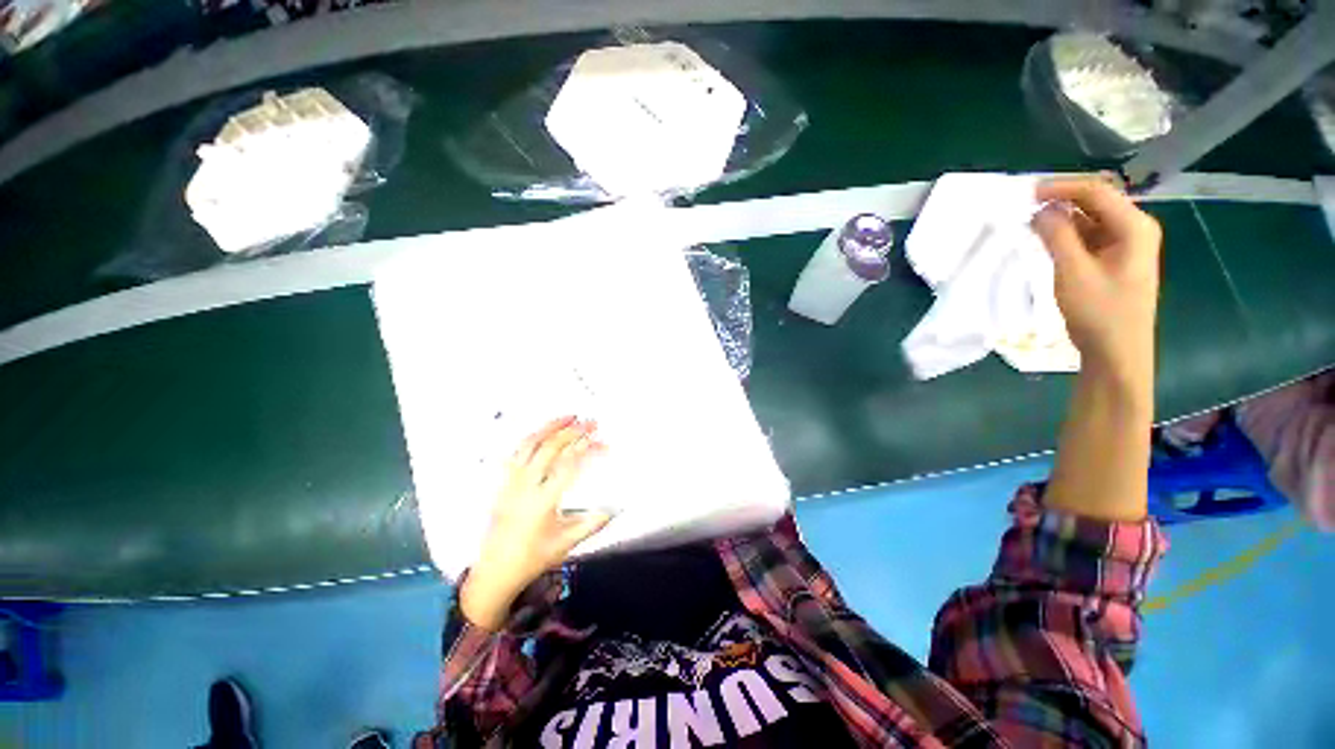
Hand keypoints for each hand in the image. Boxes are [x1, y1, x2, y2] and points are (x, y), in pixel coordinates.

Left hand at [460, 416, 611, 630]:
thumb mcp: (566, 543)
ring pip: (529, 445)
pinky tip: (542, 433)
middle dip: (573, 432)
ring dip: (550, 427)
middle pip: (550, 448)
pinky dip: (532, 438)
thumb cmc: (532, 559)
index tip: (601, 441)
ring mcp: (511, 482)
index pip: (568, 465)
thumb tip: (614, 509)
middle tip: (591, 423)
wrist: (494, 572)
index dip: (587, 449)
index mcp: (543, 501)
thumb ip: (592, 523)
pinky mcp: (504, 483)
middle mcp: (525, 486)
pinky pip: (517, 453)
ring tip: (568, 417)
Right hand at [1032, 177, 1161, 382]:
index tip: (1026, 194)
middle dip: (1061, 201)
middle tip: (1025, 207)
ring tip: (1031, 224)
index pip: (1096, 192)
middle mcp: (1134, 229)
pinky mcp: (1114, 260)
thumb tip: (1040, 209)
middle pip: (1096, 202)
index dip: (1061, 188)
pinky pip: (1089, 237)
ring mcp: (1125, 246)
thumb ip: (1057, 236)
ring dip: (1062, 219)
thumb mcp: (1073, 272)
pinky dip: (1067, 235)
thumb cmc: (1100, 312)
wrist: (1117, 352)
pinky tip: (1048, 241)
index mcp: (1134, 227)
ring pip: (1091, 220)